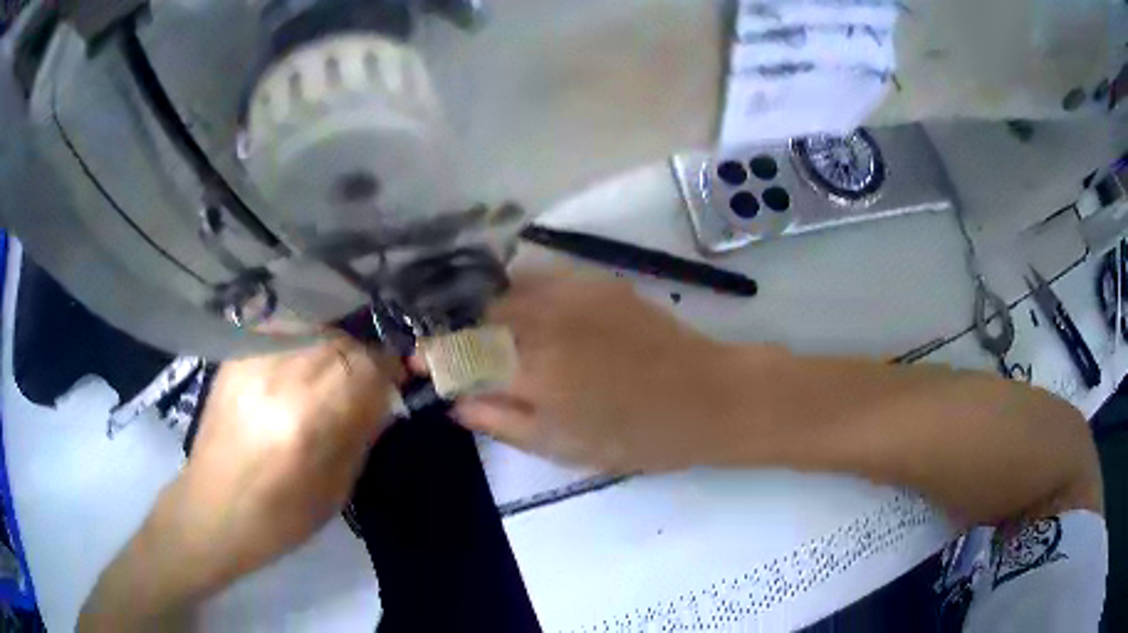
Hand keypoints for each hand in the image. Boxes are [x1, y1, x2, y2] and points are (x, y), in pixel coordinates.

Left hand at [175, 340, 398, 582]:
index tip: (397, 382)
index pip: (369, 365)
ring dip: (333, 350)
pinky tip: (298, 371)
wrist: (212, 510)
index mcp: (310, 417)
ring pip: (313, 329)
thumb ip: (361, 433)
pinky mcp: (235, 356)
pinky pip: (283, 334)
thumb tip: (382, 397)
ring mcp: (253, 359)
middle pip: (342, 340)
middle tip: (364, 383)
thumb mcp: (336, 489)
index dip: (390, 369)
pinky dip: (303, 346)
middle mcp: (280, 374)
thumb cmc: (279, 517)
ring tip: (330, 378)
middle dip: (362, 359)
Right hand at [454, 269, 759, 472]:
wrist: (705, 396)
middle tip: (449, 346)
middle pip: (476, 311)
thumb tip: (455, 402)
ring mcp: (572, 292)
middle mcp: (545, 321)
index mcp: (534, 371)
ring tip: (479, 327)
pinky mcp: (596, 279)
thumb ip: (501, 421)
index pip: (460, 352)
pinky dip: (518, 289)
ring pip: (504, 287)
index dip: (430, 353)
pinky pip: (540, 275)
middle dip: (452, 327)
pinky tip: (522, 309)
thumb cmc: (636, 436)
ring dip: (481, 305)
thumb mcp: (562, 447)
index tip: (415, 359)